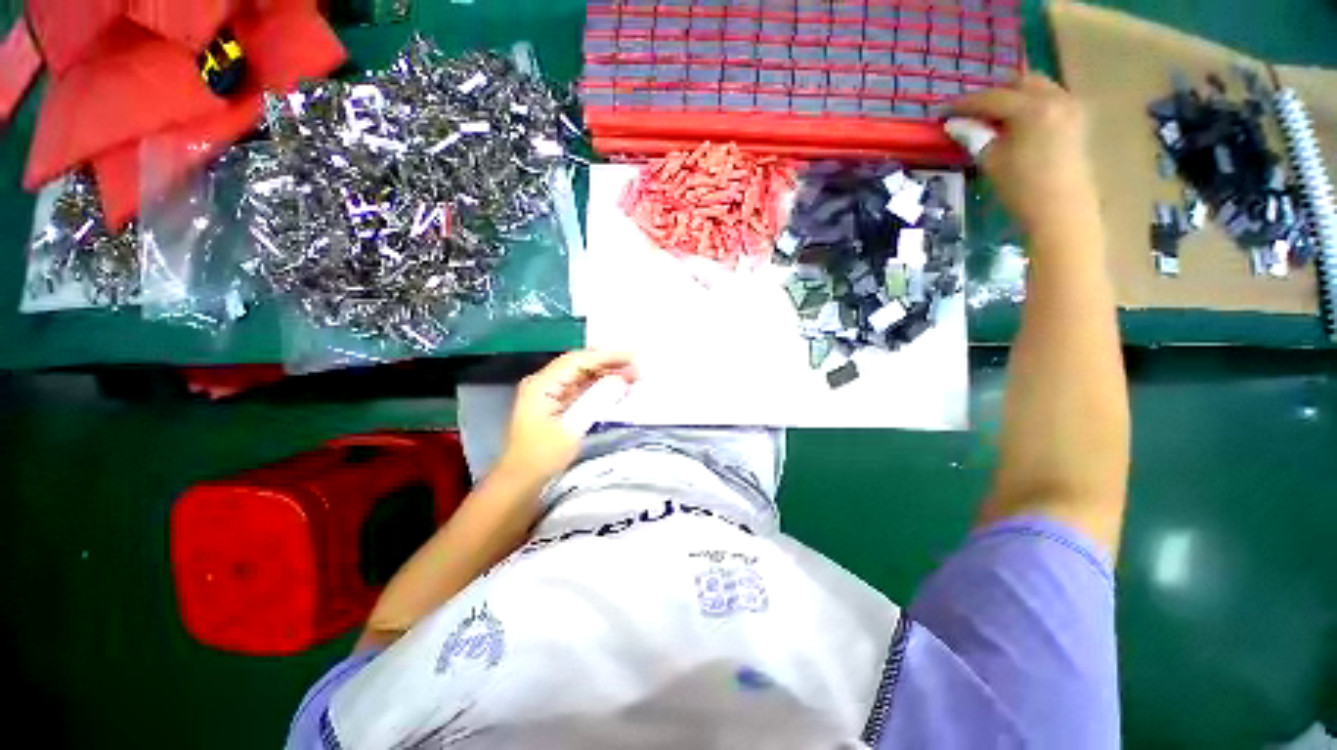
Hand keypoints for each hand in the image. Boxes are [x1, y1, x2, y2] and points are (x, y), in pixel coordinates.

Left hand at [496, 350, 637, 484]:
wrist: (521, 482)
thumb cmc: (542, 457)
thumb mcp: (572, 429)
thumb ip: (597, 400)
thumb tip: (621, 380)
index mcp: (542, 385)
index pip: (577, 361)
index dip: (606, 356)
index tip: (631, 358)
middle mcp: (544, 383)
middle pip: (580, 365)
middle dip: (609, 364)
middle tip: (636, 368)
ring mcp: (549, 394)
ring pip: (582, 376)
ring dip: (606, 375)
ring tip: (632, 377)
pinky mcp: (556, 405)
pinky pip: (581, 389)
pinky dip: (600, 387)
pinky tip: (617, 389)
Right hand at [949, 74, 1099, 235]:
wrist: (1062, 210)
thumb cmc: (1022, 188)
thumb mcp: (991, 161)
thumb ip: (974, 137)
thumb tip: (955, 124)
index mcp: (1032, 108)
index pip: (992, 98)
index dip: (965, 104)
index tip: (944, 111)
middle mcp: (1055, 98)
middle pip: (1020, 82)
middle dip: (994, 93)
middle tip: (972, 111)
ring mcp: (1071, 106)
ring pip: (1038, 87)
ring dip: (1014, 96)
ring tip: (994, 117)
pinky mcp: (1077, 119)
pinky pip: (1051, 98)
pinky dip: (1031, 104)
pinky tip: (1018, 123)